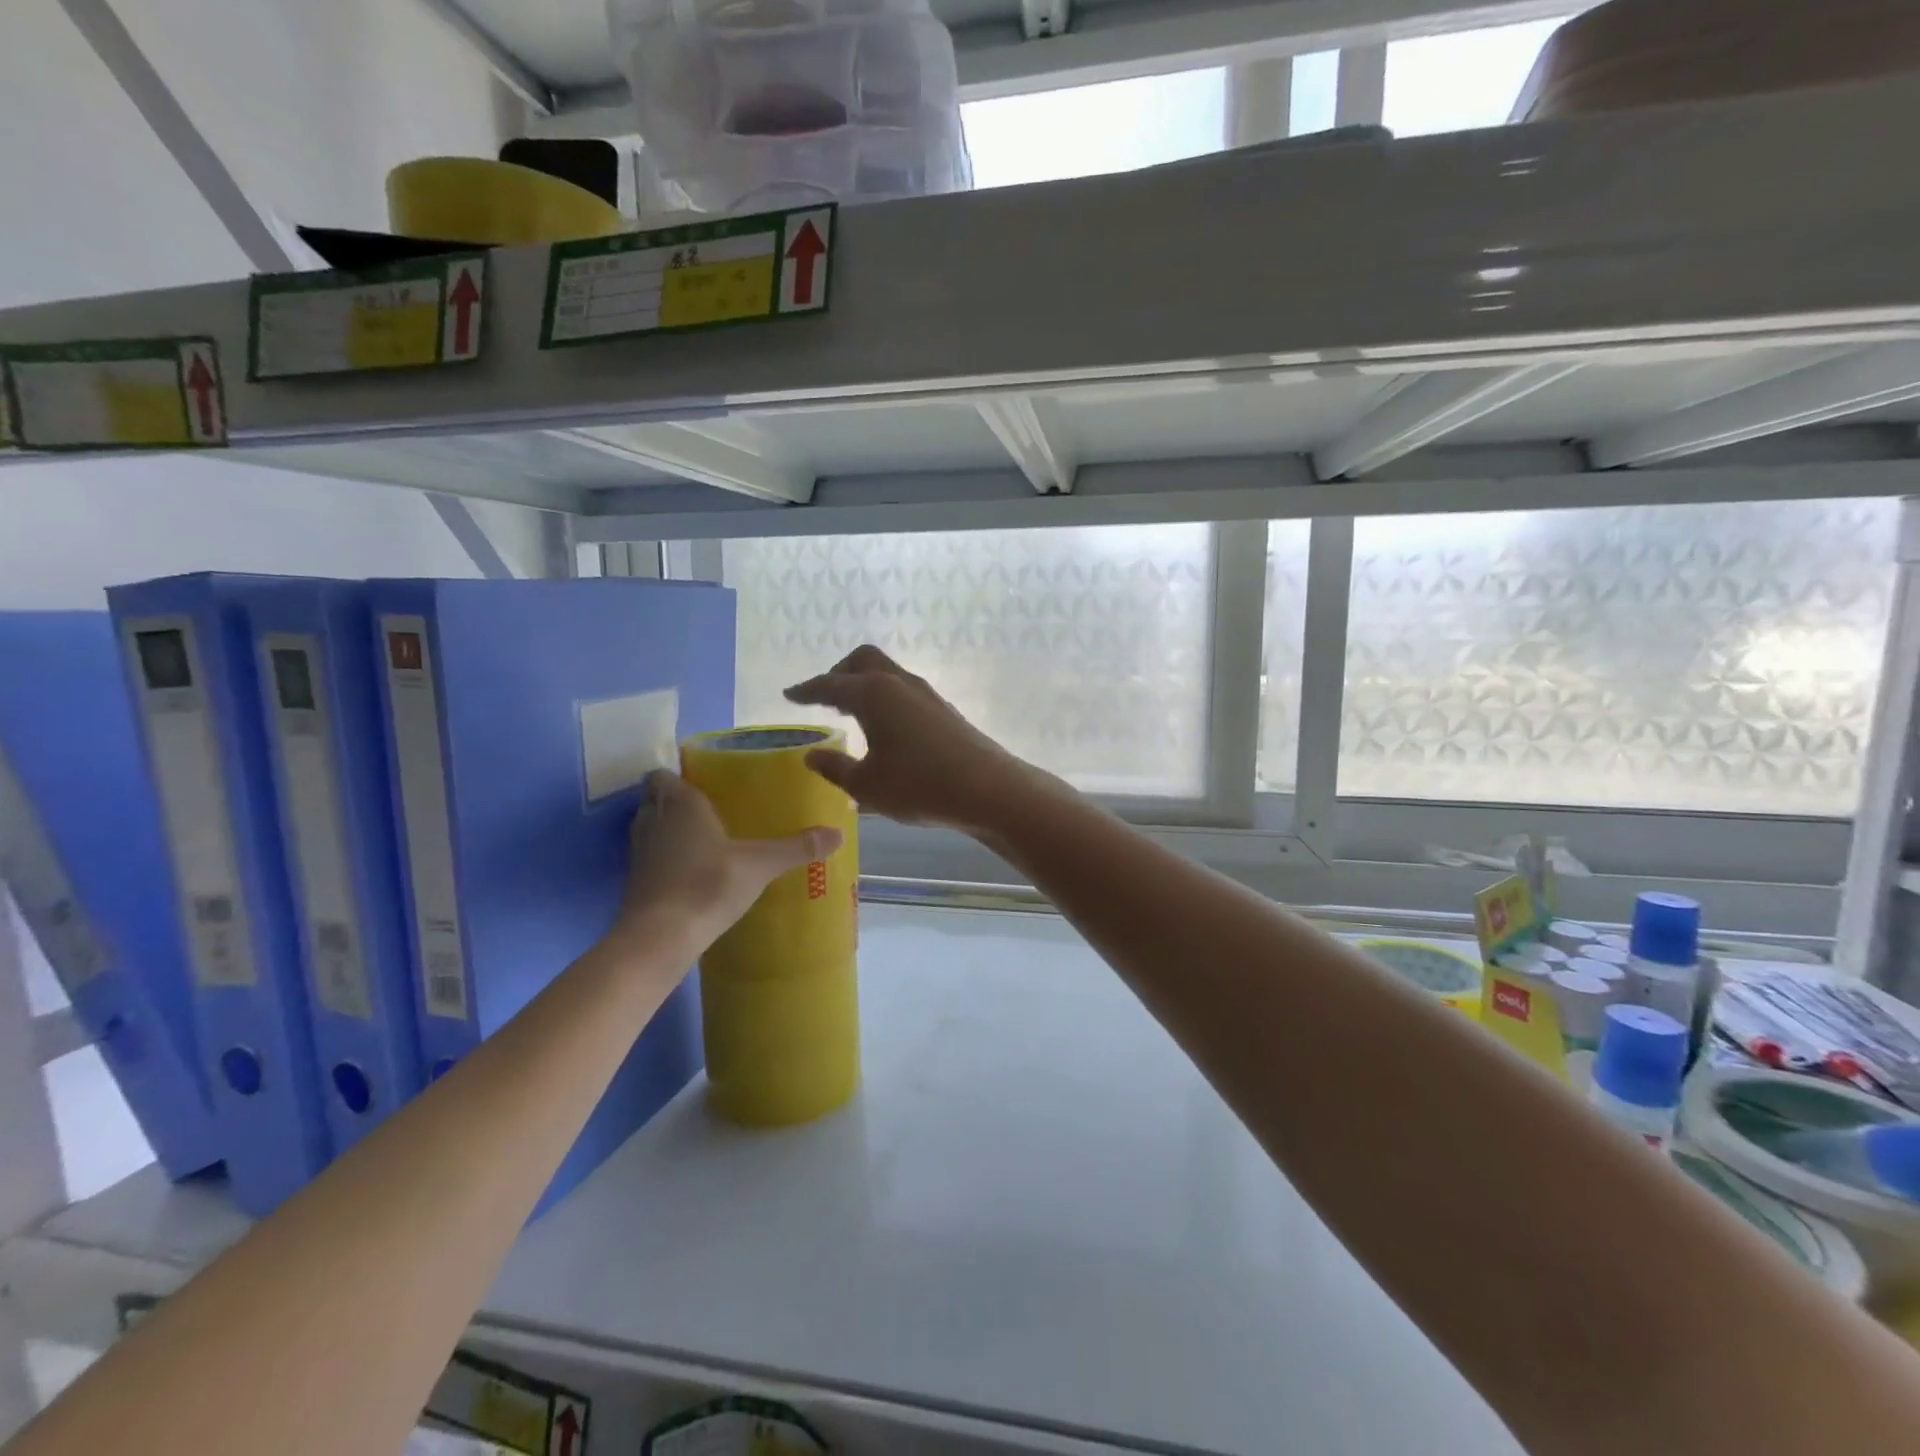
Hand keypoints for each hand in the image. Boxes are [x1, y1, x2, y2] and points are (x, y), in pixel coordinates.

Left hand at [618, 769, 841, 942]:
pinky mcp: (637, 883)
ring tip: (705, 838)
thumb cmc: (708, 884)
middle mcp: (654, 821)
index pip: (662, 775)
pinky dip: (667, 860)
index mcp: (680, 803)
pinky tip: (694, 871)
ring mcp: (640, 854)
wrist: (660, 937)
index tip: (704, 781)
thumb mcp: (761, 864)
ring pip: (651, 830)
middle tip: (710, 808)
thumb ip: (797, 847)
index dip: (677, 775)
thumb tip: (839, 832)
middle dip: (675, 801)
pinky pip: (652, 859)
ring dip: (669, 831)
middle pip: (655, 800)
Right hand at [784, 645, 1036, 833]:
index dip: (807, 690)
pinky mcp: (944, 710)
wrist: (987, 789)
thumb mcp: (866, 785)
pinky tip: (885, 729)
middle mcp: (899, 683)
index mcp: (873, 693)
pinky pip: (904, 691)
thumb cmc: (918, 786)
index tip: (790, 694)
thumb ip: (835, 767)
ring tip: (851, 713)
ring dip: (865, 686)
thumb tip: (813, 754)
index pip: (830, 685)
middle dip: (839, 673)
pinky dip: (885, 699)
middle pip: (863, 660)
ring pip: (887, 674)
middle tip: (824, 698)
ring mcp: (926, 694)